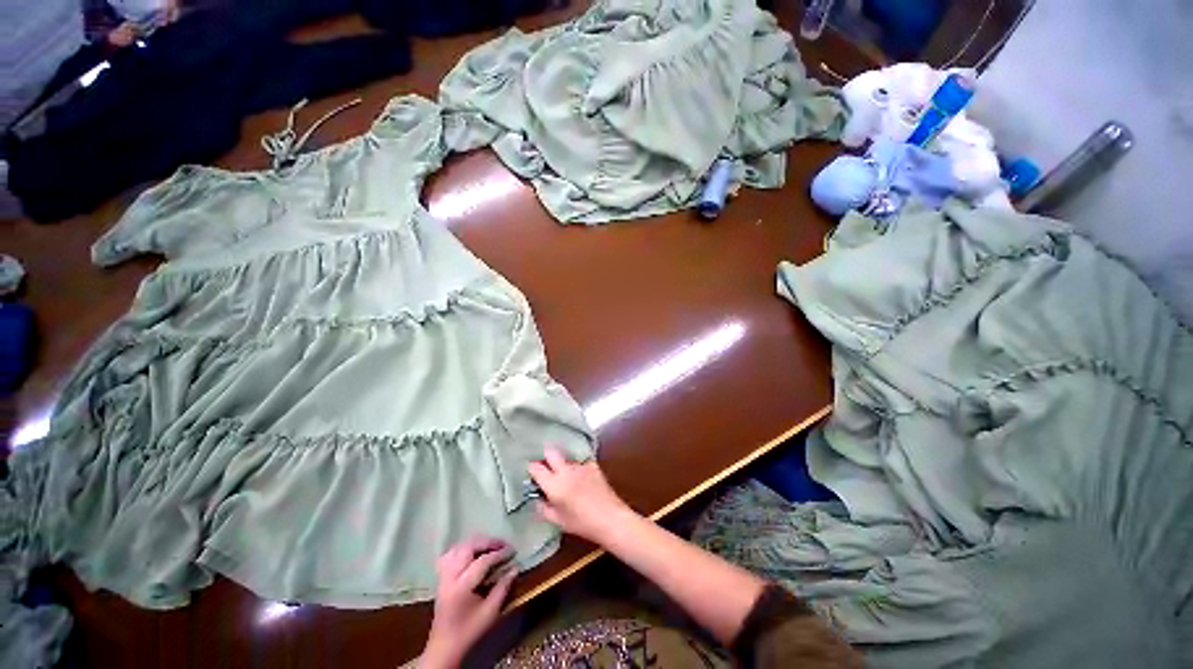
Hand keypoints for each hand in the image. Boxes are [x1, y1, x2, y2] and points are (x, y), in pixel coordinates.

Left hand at [421, 537, 516, 668]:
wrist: (445, 647)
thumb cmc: (469, 631)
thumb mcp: (490, 613)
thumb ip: (503, 588)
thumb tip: (515, 567)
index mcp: (461, 587)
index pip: (482, 561)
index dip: (499, 554)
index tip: (513, 551)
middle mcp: (450, 577)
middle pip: (468, 548)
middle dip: (487, 542)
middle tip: (503, 545)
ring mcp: (443, 576)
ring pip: (458, 548)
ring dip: (476, 543)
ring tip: (490, 546)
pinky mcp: (441, 578)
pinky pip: (450, 554)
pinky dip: (463, 548)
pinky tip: (472, 552)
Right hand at [528, 447, 634, 544]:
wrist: (610, 518)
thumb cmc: (581, 523)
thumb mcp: (557, 520)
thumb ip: (543, 507)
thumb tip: (537, 497)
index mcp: (554, 484)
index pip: (536, 467)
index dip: (531, 468)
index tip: (531, 472)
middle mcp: (565, 470)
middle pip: (551, 452)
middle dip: (546, 457)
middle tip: (546, 468)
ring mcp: (580, 465)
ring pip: (566, 458)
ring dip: (563, 465)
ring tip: (567, 478)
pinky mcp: (593, 465)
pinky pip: (580, 463)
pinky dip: (578, 469)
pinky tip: (582, 479)